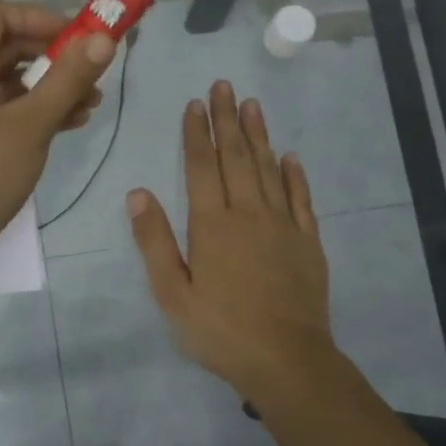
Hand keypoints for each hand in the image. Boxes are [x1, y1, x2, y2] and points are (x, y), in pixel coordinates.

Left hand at [0, 0, 114, 276]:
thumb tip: (103, 40)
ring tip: (92, 104)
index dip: (38, 15)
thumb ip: (69, 79)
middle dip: (53, 54)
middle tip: (92, 71)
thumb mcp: (33, 123)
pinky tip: (70, 124)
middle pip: (6, 44)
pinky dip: (34, 109)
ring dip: (50, 85)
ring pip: (9, 79)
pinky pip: (4, 107)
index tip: (76, 36)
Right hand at [128, 82, 336, 396]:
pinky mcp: (308, 241)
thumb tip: (138, 193)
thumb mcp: (172, 293)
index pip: (202, 167)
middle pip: (236, 157)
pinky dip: (294, 174)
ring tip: (252, 104)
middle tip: (224, 85)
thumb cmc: (221, 330)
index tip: (195, 104)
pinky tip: (289, 155)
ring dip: (258, 135)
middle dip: (227, 120)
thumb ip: (154, 241)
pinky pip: (301, 198)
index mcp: (212, 224)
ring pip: (268, 169)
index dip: (196, 133)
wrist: (287, 360)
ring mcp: (283, 225)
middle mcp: (249, 213)